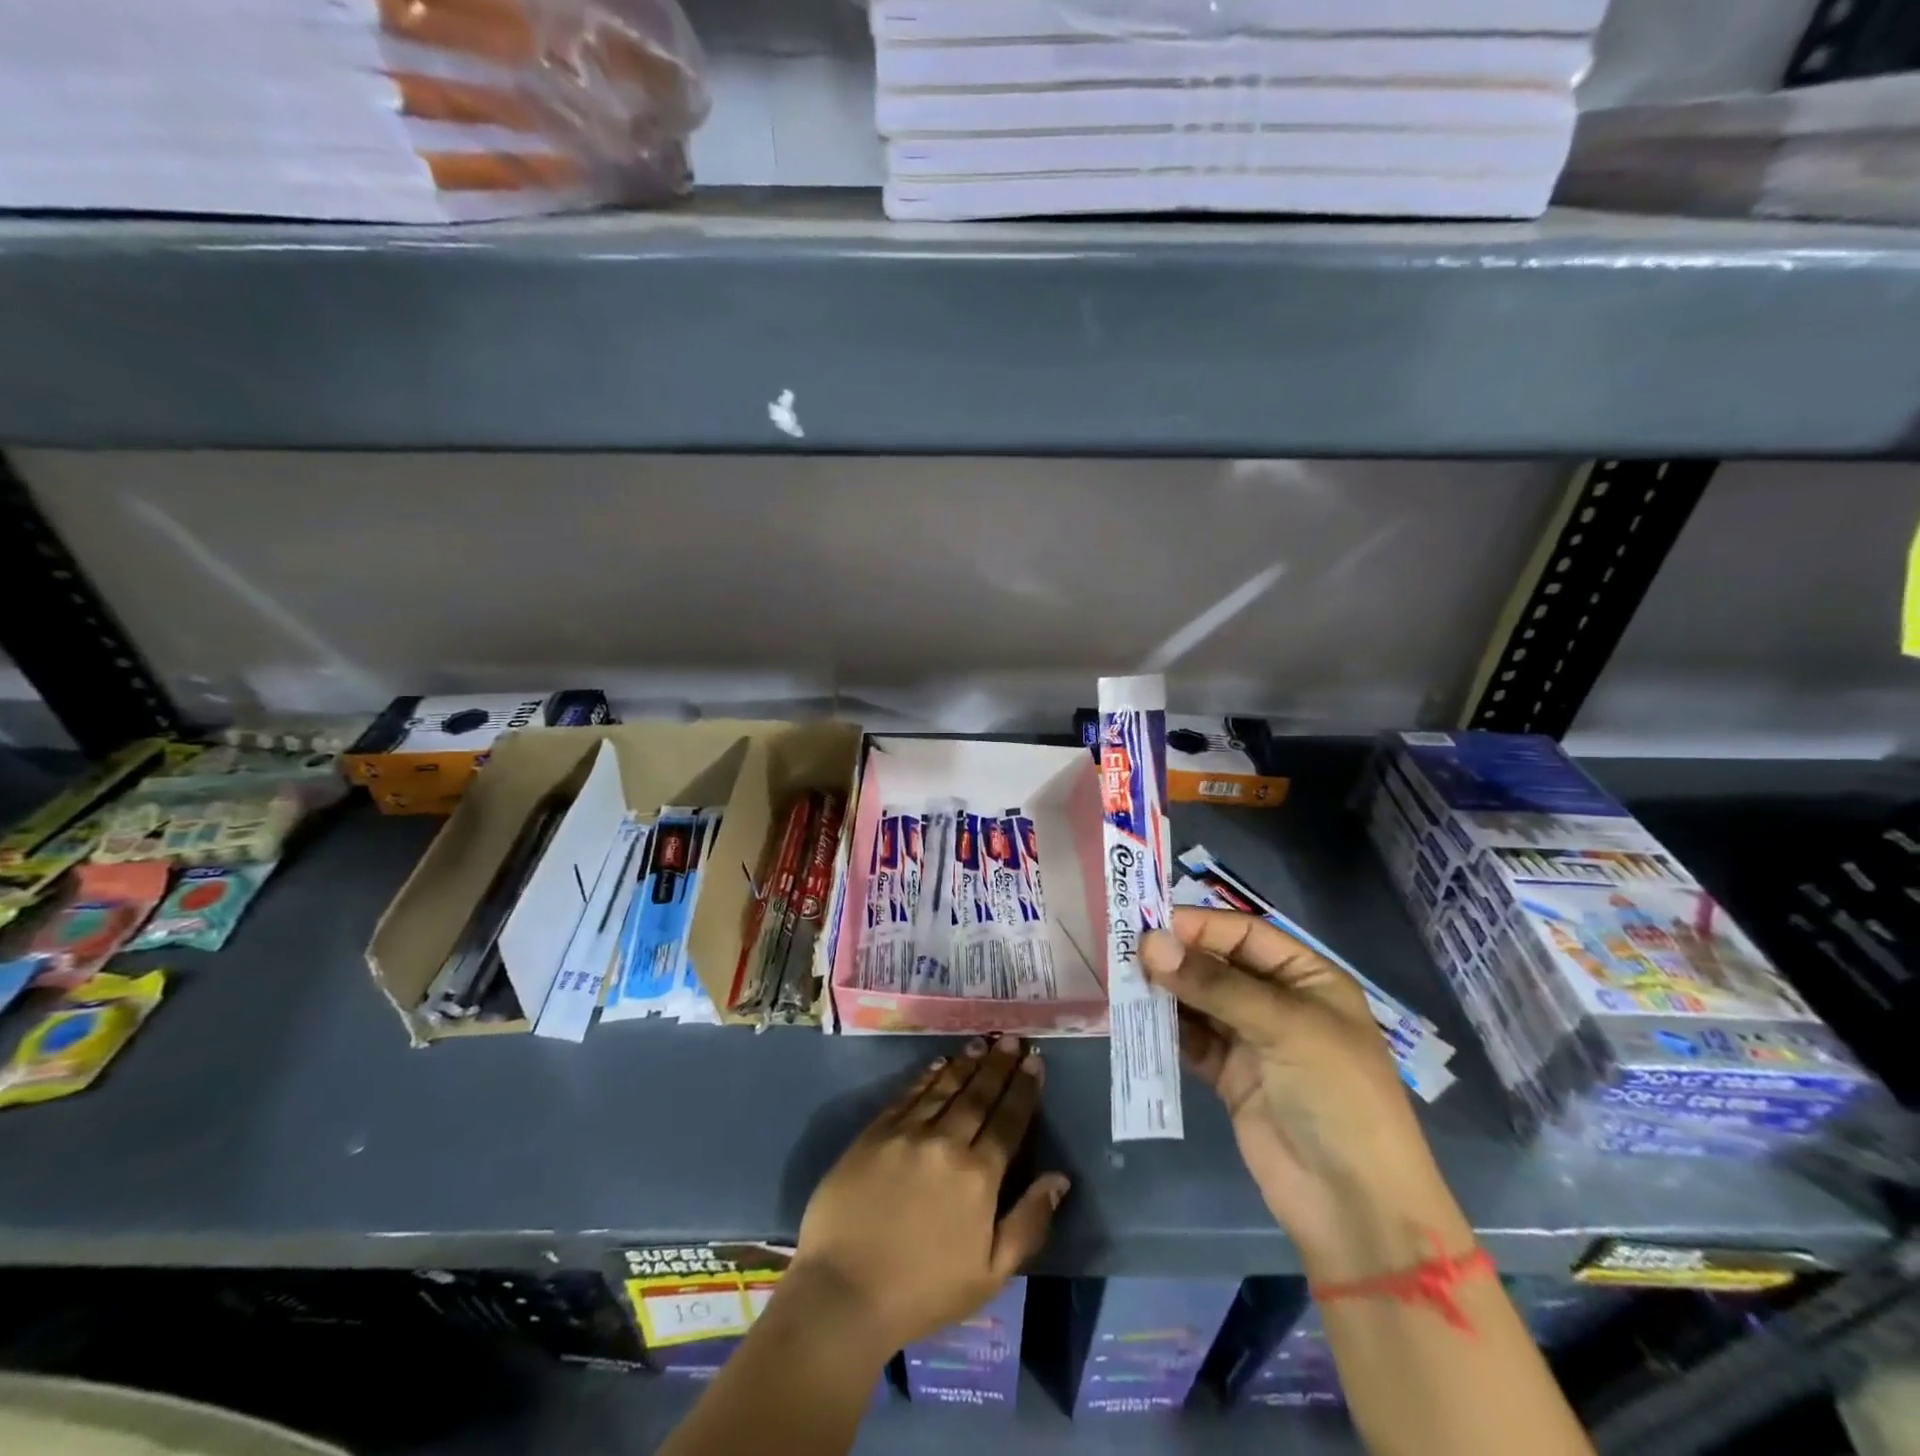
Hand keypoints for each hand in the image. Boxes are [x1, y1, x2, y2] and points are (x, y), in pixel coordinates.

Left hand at [785, 1034, 1069, 1358]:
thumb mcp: (990, 1274)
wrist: (844, 1292)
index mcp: (979, 1176)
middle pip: (979, 1095)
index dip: (1024, 1089)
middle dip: (999, 1065)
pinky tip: (940, 1064)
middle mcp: (946, 1142)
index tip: (1035, 1062)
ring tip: (983, 1042)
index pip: (1009, 1121)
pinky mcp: (876, 1132)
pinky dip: (928, 1076)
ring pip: (945, 1087)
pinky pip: (909, 1094)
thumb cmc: (923, 1292)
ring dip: (967, 1063)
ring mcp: (908, 1132)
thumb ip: (1028, 1222)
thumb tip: (1060, 1178)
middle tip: (1013, 1039)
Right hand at [1142, 909, 1470, 1283]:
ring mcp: (1251, 1040)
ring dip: (1165, 990)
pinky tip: (1135, 1018)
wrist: (1354, 1207)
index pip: (1244, 934)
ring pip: (1199, 1000)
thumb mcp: (1284, 1028)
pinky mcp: (1229, 1076)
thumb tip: (1149, 944)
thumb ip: (1214, 985)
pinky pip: (1190, 1039)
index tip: (1148, 924)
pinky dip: (1165, 1028)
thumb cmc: (1337, 1097)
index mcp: (1306, 978)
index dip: (1199, 926)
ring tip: (1122, 980)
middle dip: (1176, 956)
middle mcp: (1277, 1001)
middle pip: (1217, 964)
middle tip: (1125, 950)